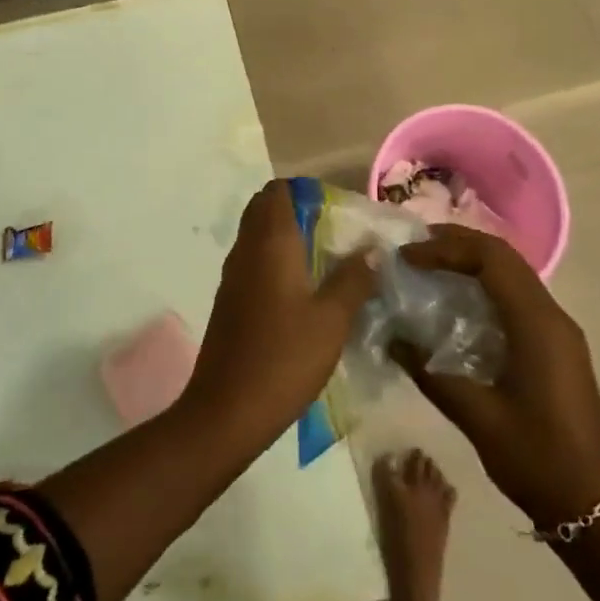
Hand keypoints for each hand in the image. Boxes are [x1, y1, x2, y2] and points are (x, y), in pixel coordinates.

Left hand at [182, 180, 376, 443]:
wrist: (226, 411)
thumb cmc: (284, 358)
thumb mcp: (332, 320)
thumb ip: (353, 279)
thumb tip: (373, 249)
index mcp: (270, 242)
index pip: (277, 191)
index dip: (302, 190)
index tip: (332, 207)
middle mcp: (246, 249)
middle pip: (264, 209)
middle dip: (294, 210)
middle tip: (330, 231)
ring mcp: (232, 275)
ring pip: (255, 236)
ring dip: (283, 236)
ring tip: (321, 258)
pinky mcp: (228, 300)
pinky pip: (250, 261)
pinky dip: (272, 260)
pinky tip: (298, 289)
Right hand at [397, 225, 599, 529]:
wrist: (597, 511)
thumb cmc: (538, 460)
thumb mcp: (477, 417)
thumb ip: (430, 372)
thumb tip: (391, 338)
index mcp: (537, 324)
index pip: (490, 259)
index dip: (446, 249)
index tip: (408, 257)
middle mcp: (552, 315)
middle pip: (504, 256)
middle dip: (458, 243)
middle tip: (416, 247)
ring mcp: (559, 330)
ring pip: (513, 272)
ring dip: (473, 259)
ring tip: (431, 263)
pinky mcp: (557, 345)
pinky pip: (518, 295)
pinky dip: (486, 283)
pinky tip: (460, 300)